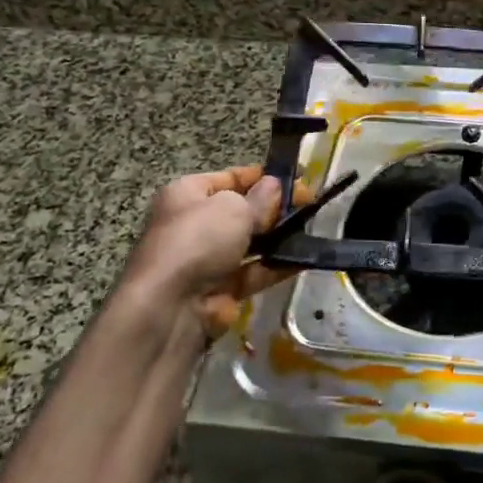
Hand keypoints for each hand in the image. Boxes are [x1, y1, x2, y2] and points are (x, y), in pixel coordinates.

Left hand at [127, 165, 292, 336]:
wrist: (171, 306)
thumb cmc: (198, 240)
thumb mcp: (234, 208)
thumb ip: (260, 198)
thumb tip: (275, 187)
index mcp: (186, 194)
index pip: (228, 178)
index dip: (261, 176)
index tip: (295, 178)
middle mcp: (194, 224)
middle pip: (241, 211)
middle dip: (273, 208)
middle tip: (308, 204)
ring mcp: (207, 259)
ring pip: (250, 243)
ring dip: (278, 237)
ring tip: (311, 229)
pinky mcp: (221, 289)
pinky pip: (254, 272)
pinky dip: (276, 266)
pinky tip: (303, 258)